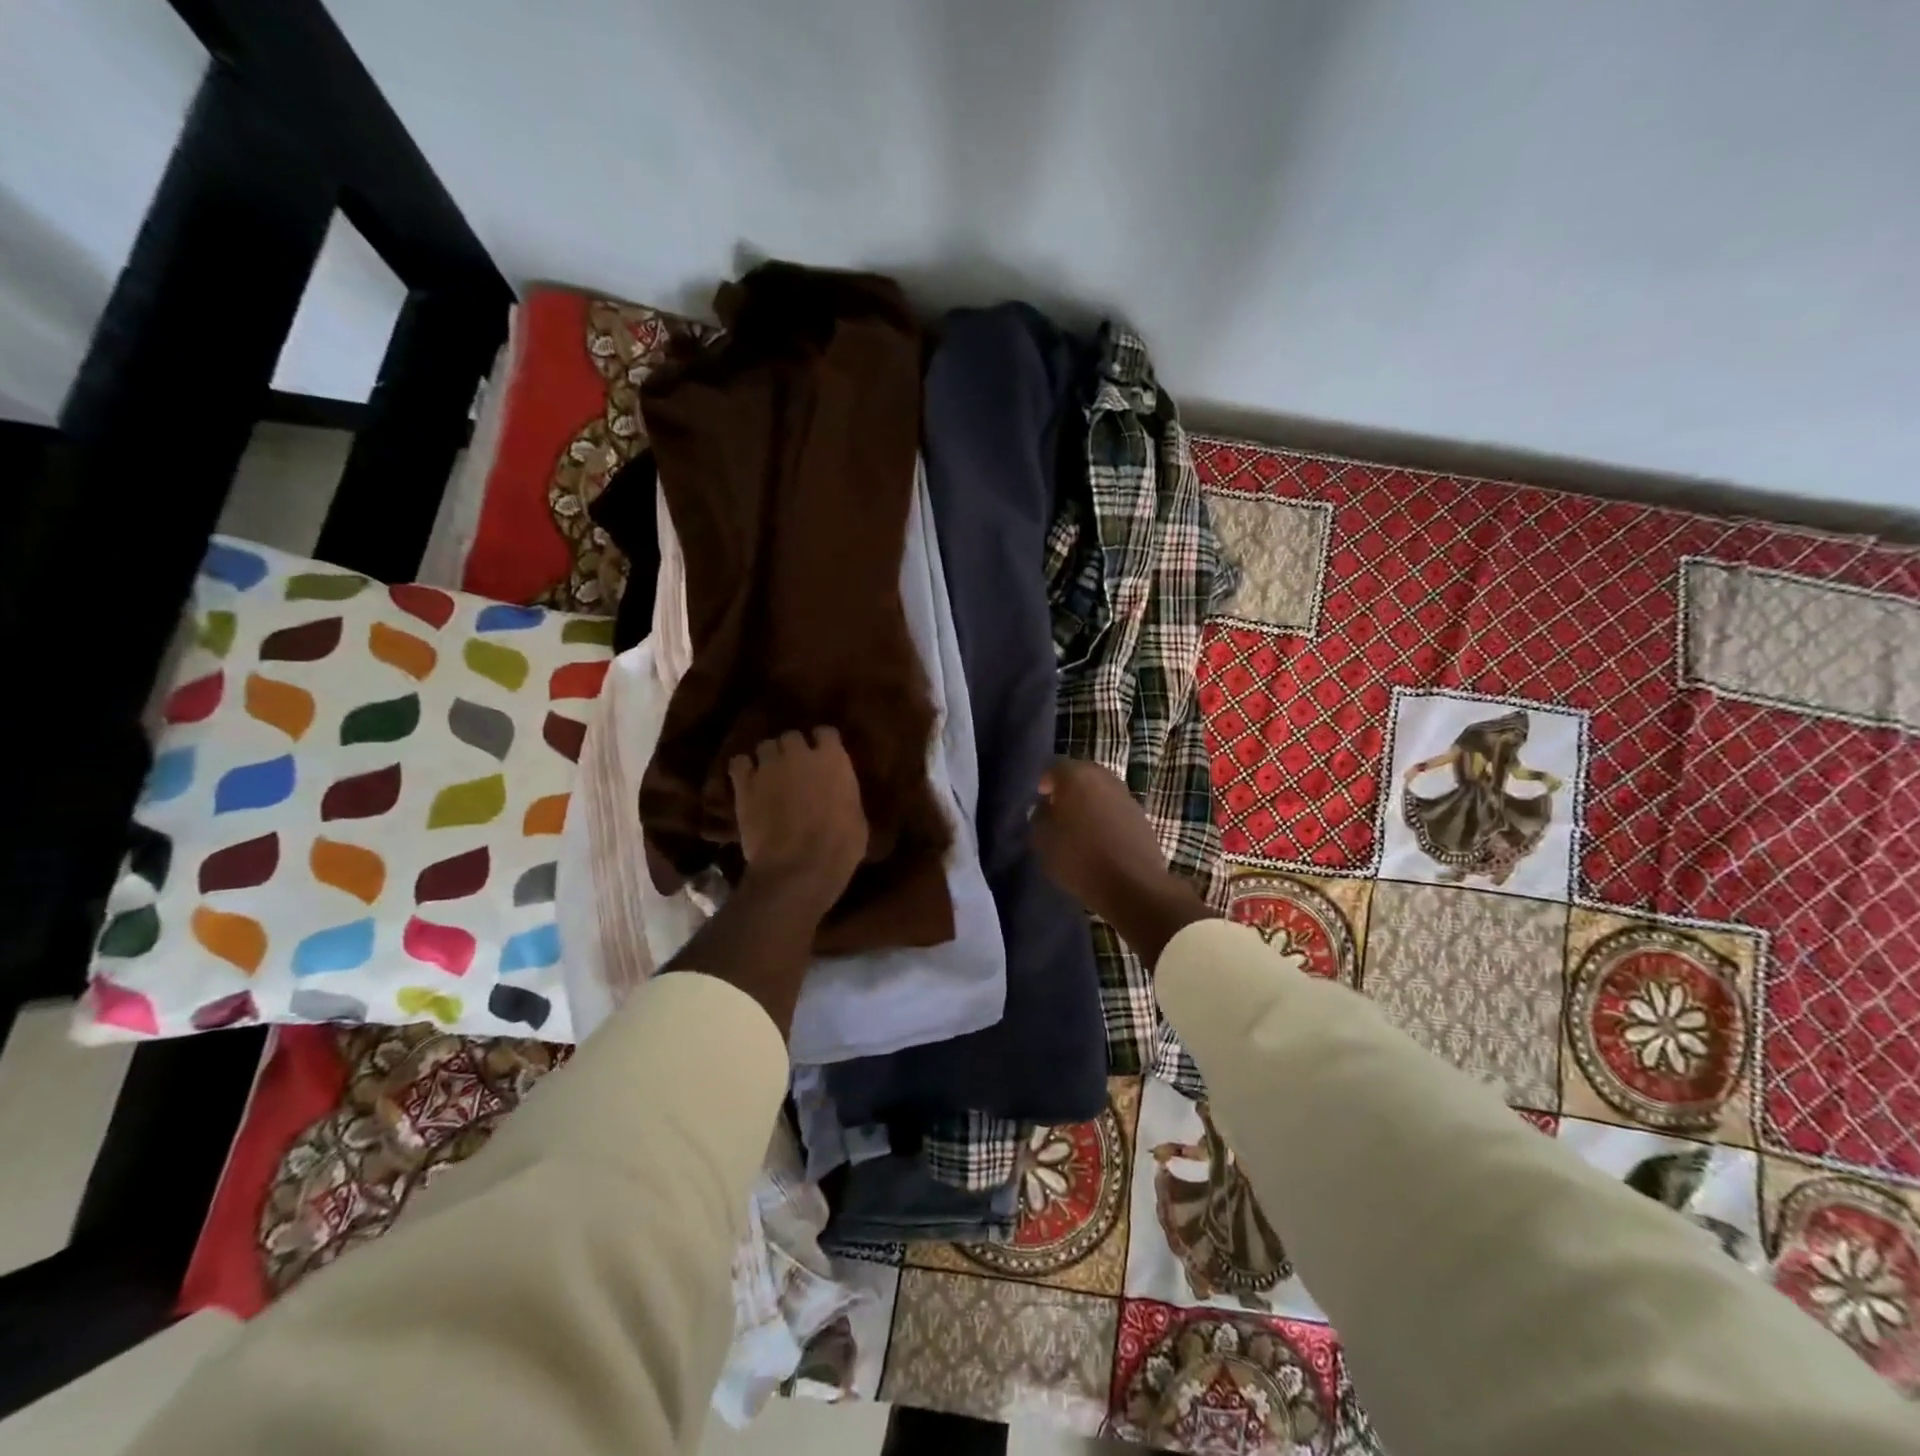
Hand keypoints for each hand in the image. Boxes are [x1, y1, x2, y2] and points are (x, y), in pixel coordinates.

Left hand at [729, 728, 867, 913]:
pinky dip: (743, 770)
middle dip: (792, 749)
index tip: (823, 754)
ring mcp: (769, 766)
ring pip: (765, 746)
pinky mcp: (745, 784)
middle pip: (792, 736)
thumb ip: (844, 796)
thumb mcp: (857, 819)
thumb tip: (840, 797)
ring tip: (769, 775)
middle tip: (794, 768)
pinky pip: (739, 763)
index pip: (826, 733)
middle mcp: (799, 754)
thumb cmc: (840, 847)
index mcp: (833, 759)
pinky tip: (747, 782)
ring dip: (768, 758)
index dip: (823, 743)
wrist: (799, 867)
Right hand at [1032, 758, 1214, 966]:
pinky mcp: (1141, 816)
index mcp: (1077, 776)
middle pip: (1081, 775)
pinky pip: (1115, 808)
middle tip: (1058, 811)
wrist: (1132, 885)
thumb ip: (1039, 817)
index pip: (1055, 767)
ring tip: (1079, 827)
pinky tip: (1100, 838)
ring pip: (1101, 791)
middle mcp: (1104, 777)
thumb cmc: (1079, 859)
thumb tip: (1046, 807)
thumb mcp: (1043, 841)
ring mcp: (1126, 795)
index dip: (1045, 782)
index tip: (1040, 800)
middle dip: (1068, 789)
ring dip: (1089, 802)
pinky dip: (1106, 816)